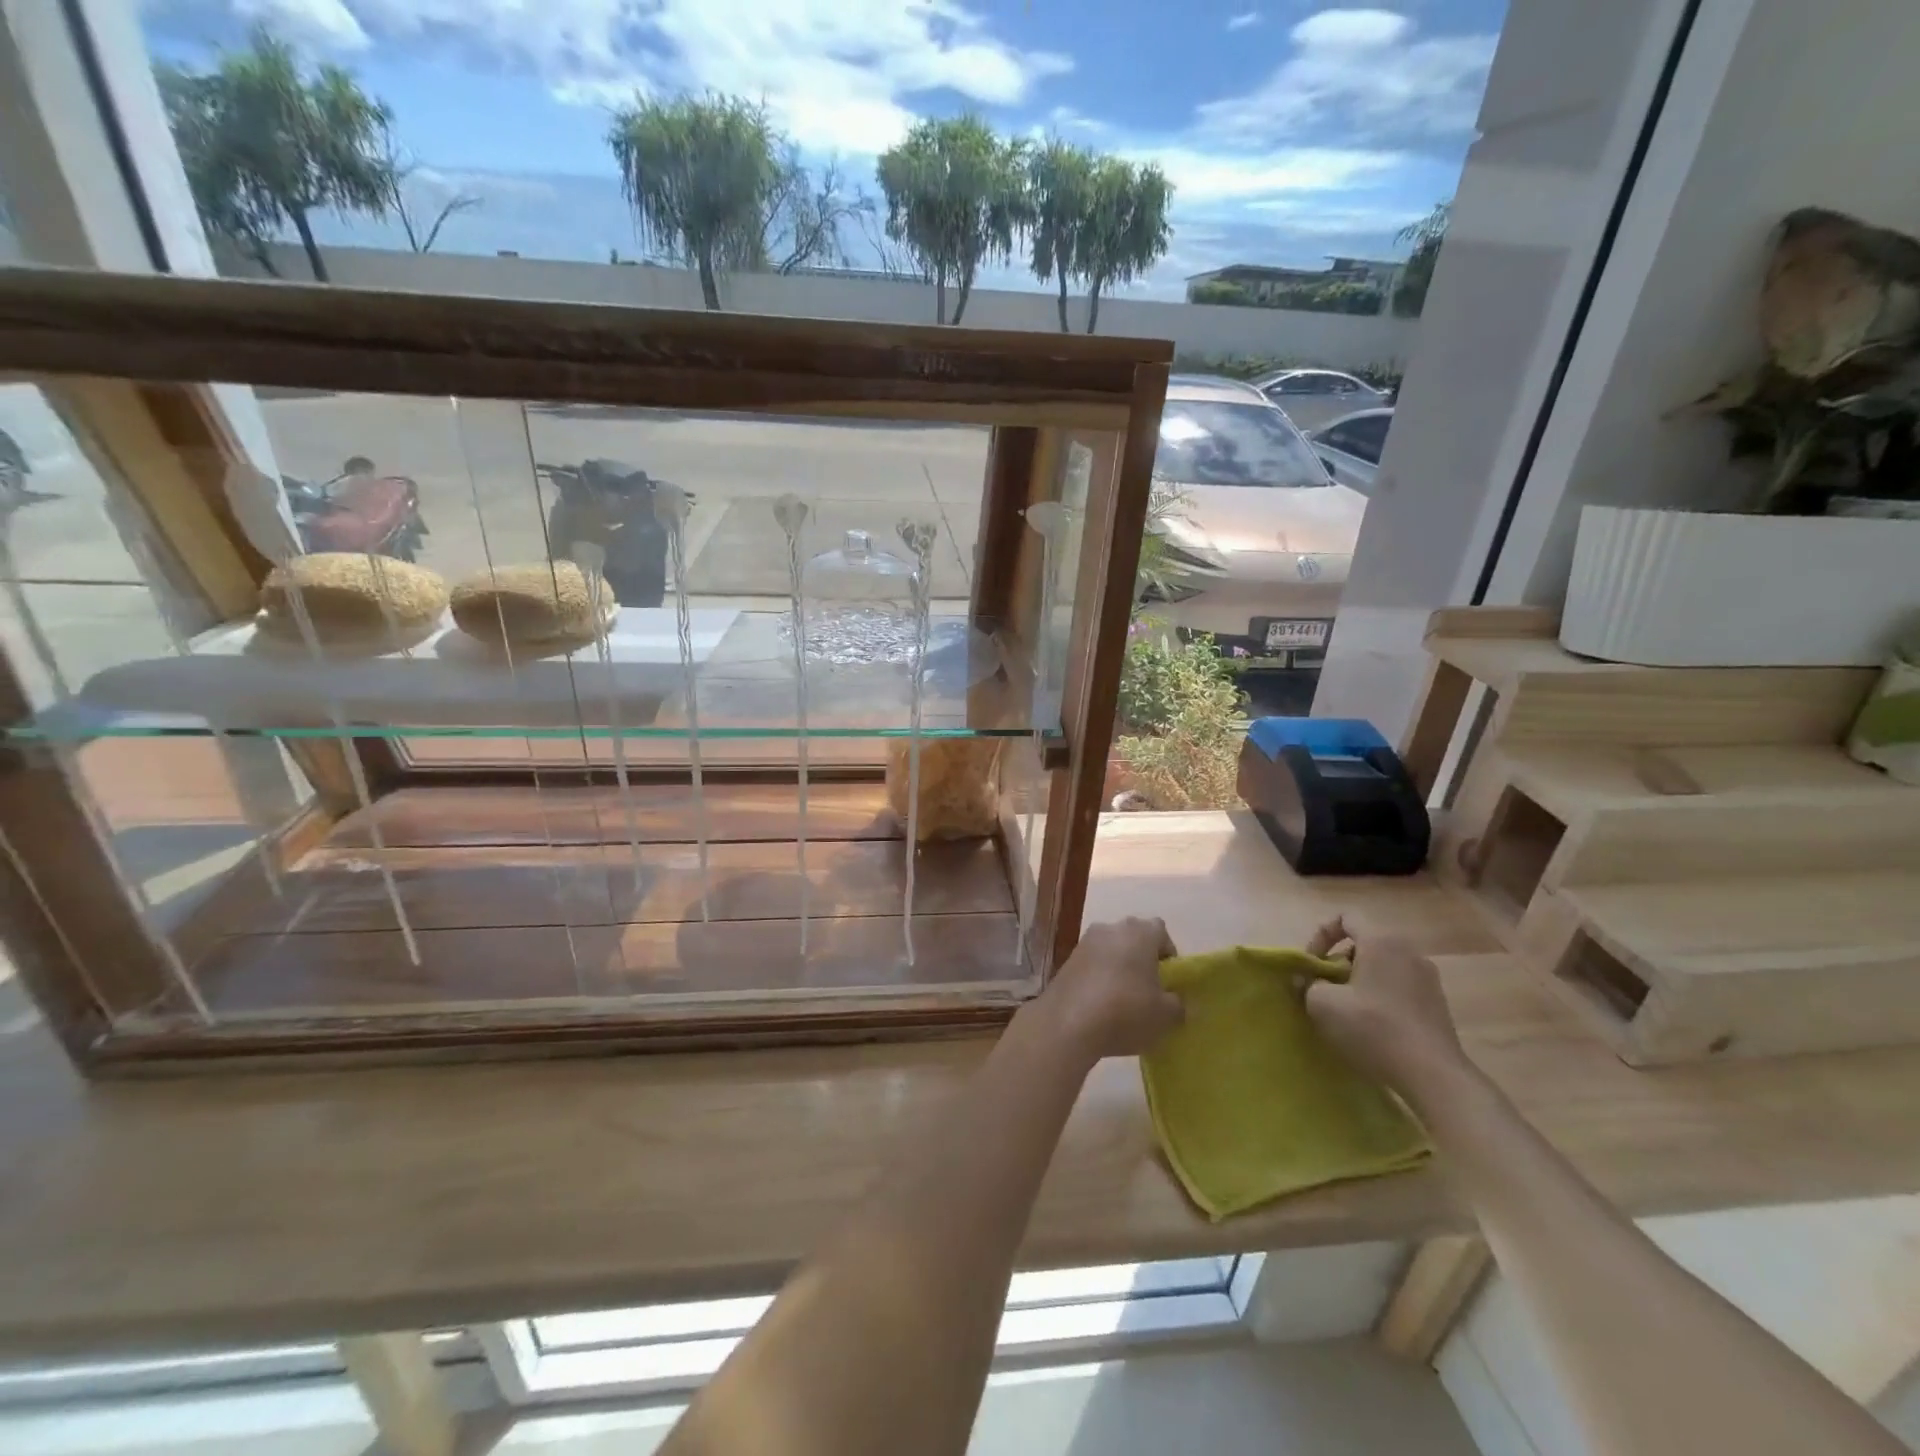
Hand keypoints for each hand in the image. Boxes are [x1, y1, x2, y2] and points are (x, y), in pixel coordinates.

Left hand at [1040, 917, 1184, 1061]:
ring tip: (1124, 1002)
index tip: (1169, 981)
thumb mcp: (1165, 1016)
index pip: (1161, 932)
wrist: (1068, 1023)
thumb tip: (1177, 1001)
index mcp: (1139, 932)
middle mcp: (1111, 928)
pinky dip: (1099, 978)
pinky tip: (1101, 1006)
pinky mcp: (1067, 960)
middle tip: (1149, 991)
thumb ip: (1179, 1005)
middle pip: (1134, 938)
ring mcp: (1085, 942)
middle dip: (1142, 960)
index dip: (1168, 954)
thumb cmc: (1126, 1012)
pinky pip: (1092, 964)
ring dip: (1119, 969)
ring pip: (1111, 951)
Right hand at [1302, 917, 1464, 1092]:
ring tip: (1346, 1009)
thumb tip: (1308, 982)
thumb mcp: (1322, 1003)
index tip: (1312, 963)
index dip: (1321, 934)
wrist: (1433, 1075)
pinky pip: (1399, 986)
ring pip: (1382, 965)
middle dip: (1338, 960)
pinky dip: (1380, 996)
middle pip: (1364, 942)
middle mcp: (1408, 951)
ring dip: (1359, 980)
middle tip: (1325, 987)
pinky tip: (1373, 1026)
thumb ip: (1308, 983)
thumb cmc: (1373, 1028)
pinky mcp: (1437, 1003)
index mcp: (1381, 941)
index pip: (1345, 917)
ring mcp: (1428, 977)